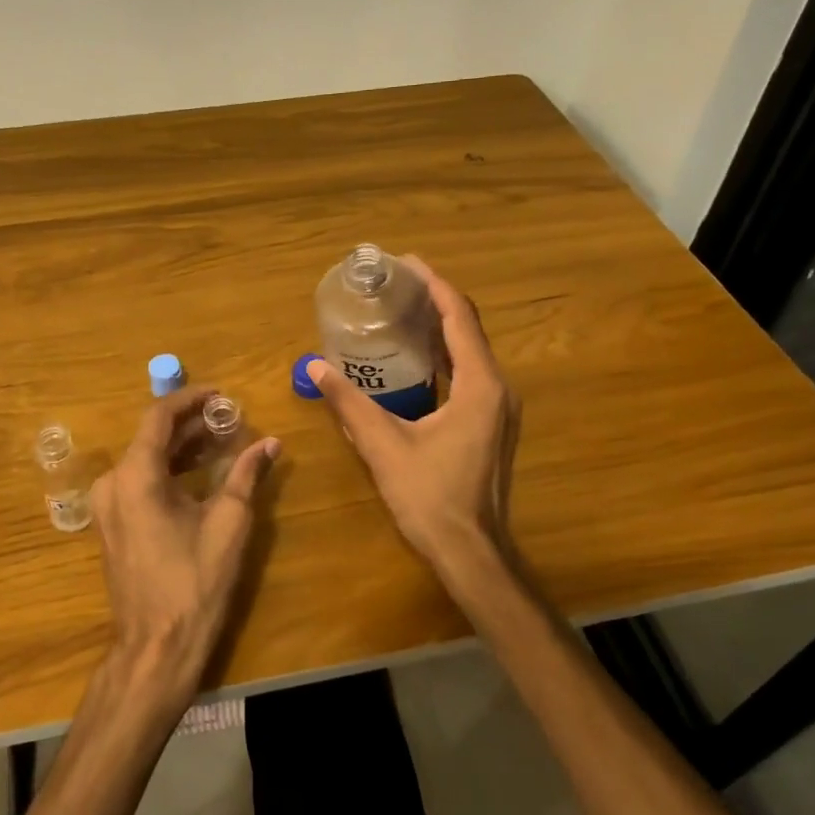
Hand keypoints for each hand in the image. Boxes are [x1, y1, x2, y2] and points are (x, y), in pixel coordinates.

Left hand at [90, 388, 280, 691]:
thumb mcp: (228, 523)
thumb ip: (247, 475)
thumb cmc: (194, 581)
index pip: (159, 417)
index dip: (190, 400)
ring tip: (221, 441)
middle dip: (191, 425)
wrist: (156, 645)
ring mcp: (107, 506)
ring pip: (145, 460)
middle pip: (151, 437)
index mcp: (135, 475)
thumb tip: (271, 444)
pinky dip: (168, 471)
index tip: (221, 395)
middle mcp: (112, 483)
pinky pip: (138, 482)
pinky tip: (198, 472)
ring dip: (181, 448)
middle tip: (230, 419)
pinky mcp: (112, 525)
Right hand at [310, 256, 520, 586]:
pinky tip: (415, 359)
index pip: (459, 317)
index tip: (405, 263)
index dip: (434, 285)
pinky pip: (470, 374)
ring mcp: (499, 408)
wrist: (470, 551)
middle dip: (434, 301)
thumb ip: (349, 403)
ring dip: (440, 329)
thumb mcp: (383, 445)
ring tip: (401, 312)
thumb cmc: (430, 496)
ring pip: (471, 352)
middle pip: (468, 329)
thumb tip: (316, 366)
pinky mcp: (491, 424)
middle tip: (395, 285)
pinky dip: (445, 357)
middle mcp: (497, 388)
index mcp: (479, 385)